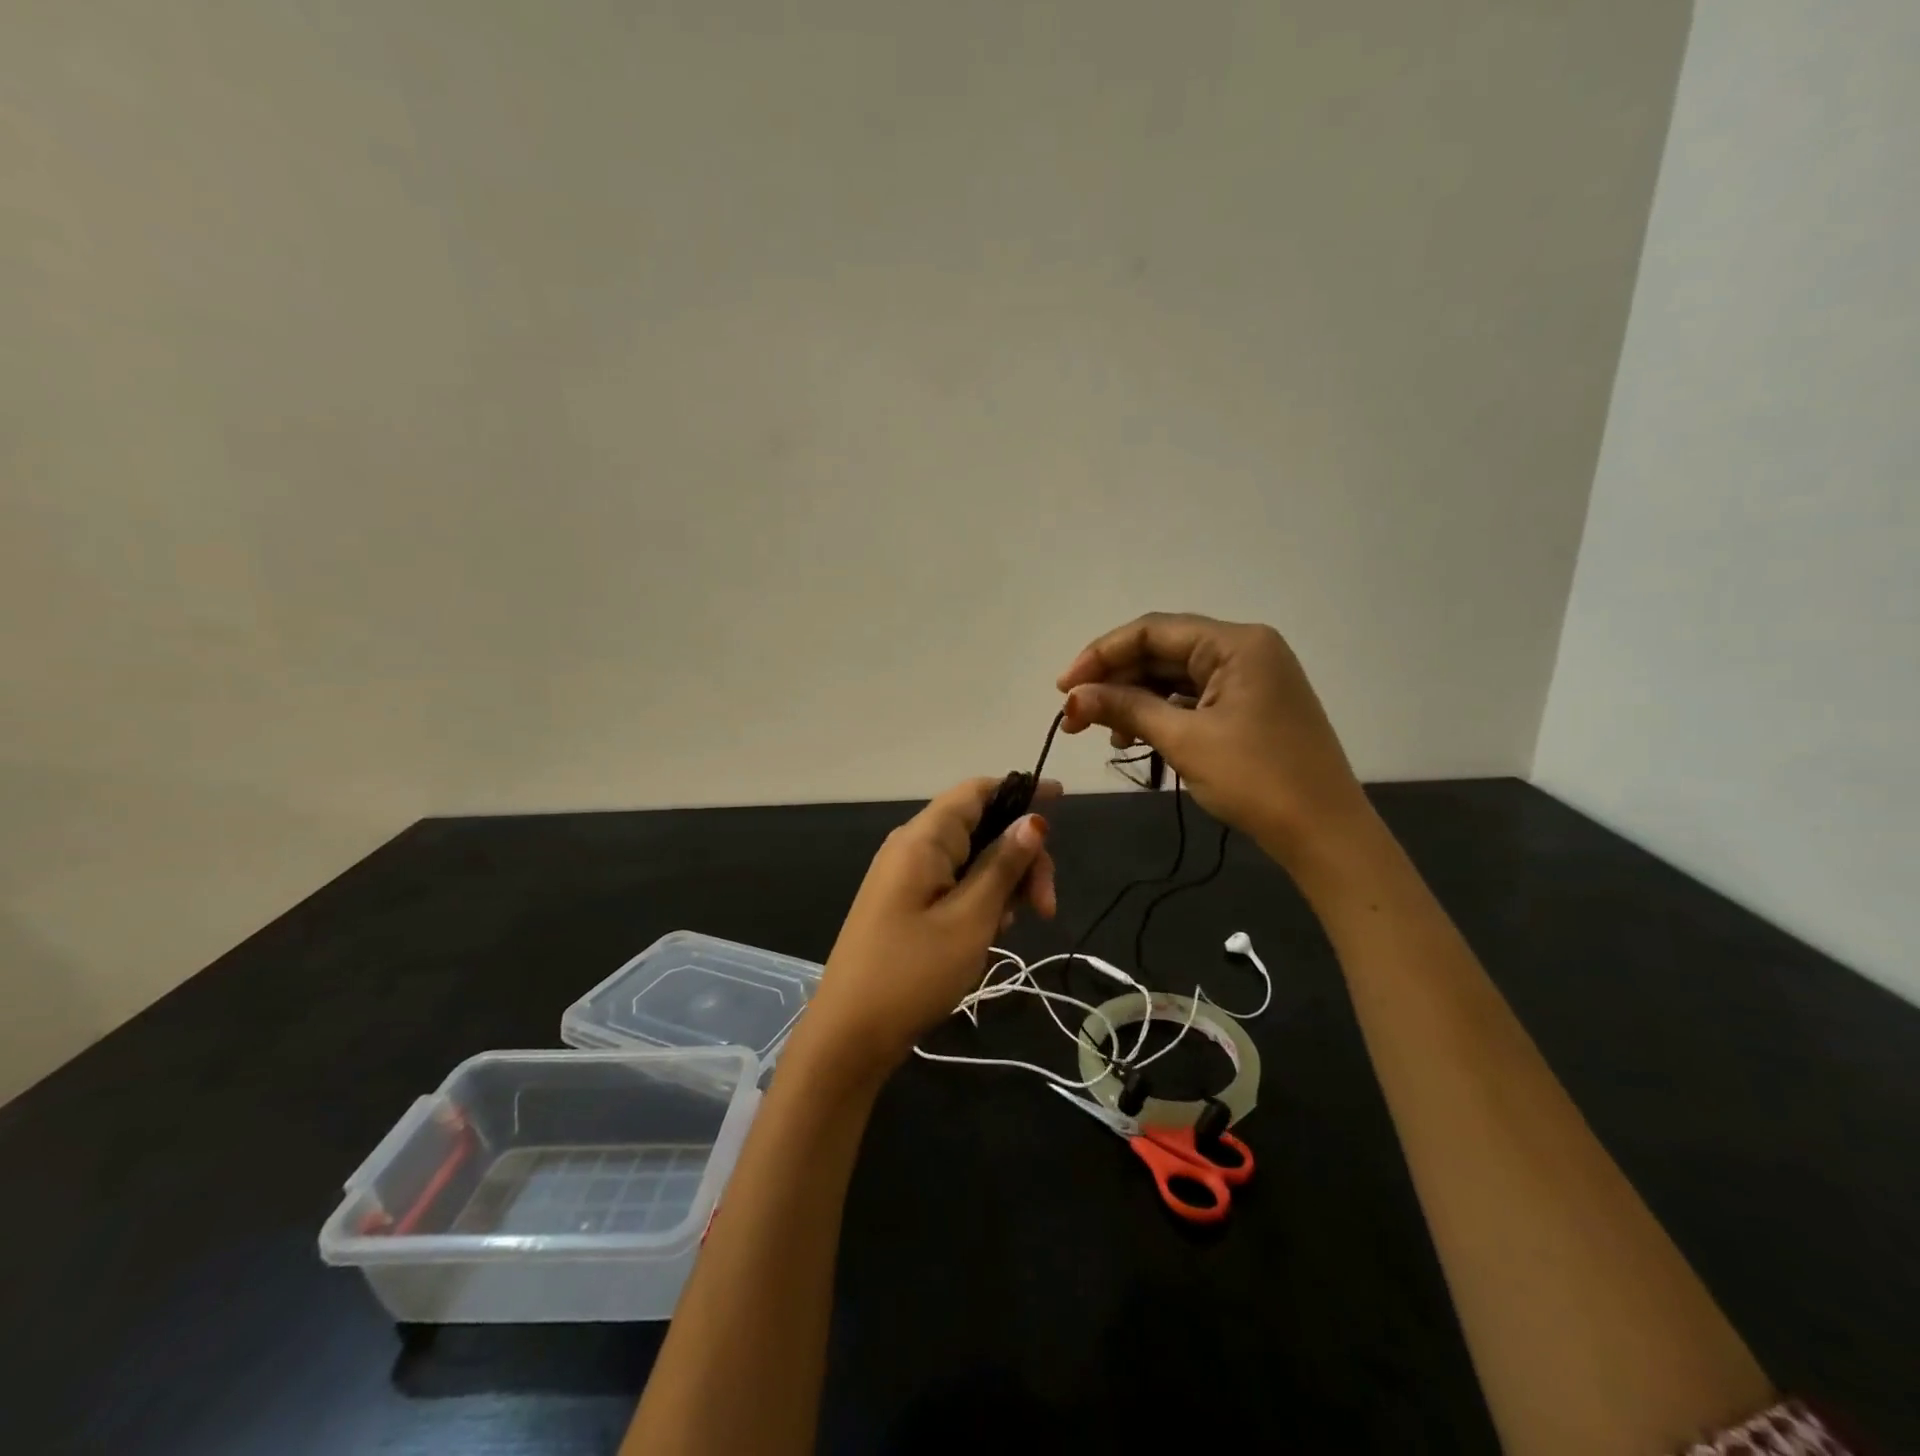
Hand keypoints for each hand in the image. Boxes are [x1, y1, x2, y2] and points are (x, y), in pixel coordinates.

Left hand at [800, 777, 1059, 1084]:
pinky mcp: (906, 903)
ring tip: (1010, 928)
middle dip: (1020, 858)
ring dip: (1003, 884)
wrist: (849, 1035)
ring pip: (971, 859)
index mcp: (923, 839)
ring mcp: (906, 876)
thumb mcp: (970, 920)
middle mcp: (912, 847)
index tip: (1061, 801)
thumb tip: (1033, 820)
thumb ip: (1002, 866)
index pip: (976, 791)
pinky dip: (980, 900)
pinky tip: (989, 933)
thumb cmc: (912, 974)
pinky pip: (954, 884)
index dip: (1020, 790)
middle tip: (1045, 907)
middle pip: (980, 827)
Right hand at [1057, 611, 1369, 862]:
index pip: (1152, 631)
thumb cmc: (1256, 780)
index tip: (1063, 688)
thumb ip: (1125, 709)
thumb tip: (1072, 698)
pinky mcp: (1251, 707)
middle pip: (1162, 651)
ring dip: (1135, 700)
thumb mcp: (1184, 740)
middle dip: (1115, 681)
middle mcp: (1245, 650)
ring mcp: (1251, 679)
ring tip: (1105, 735)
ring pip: (1175, 677)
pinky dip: (1161, 714)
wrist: (1325, 834)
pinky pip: (1194, 698)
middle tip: (1073, 716)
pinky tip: (1136, 739)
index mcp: (1236, 643)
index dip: (1100, 654)